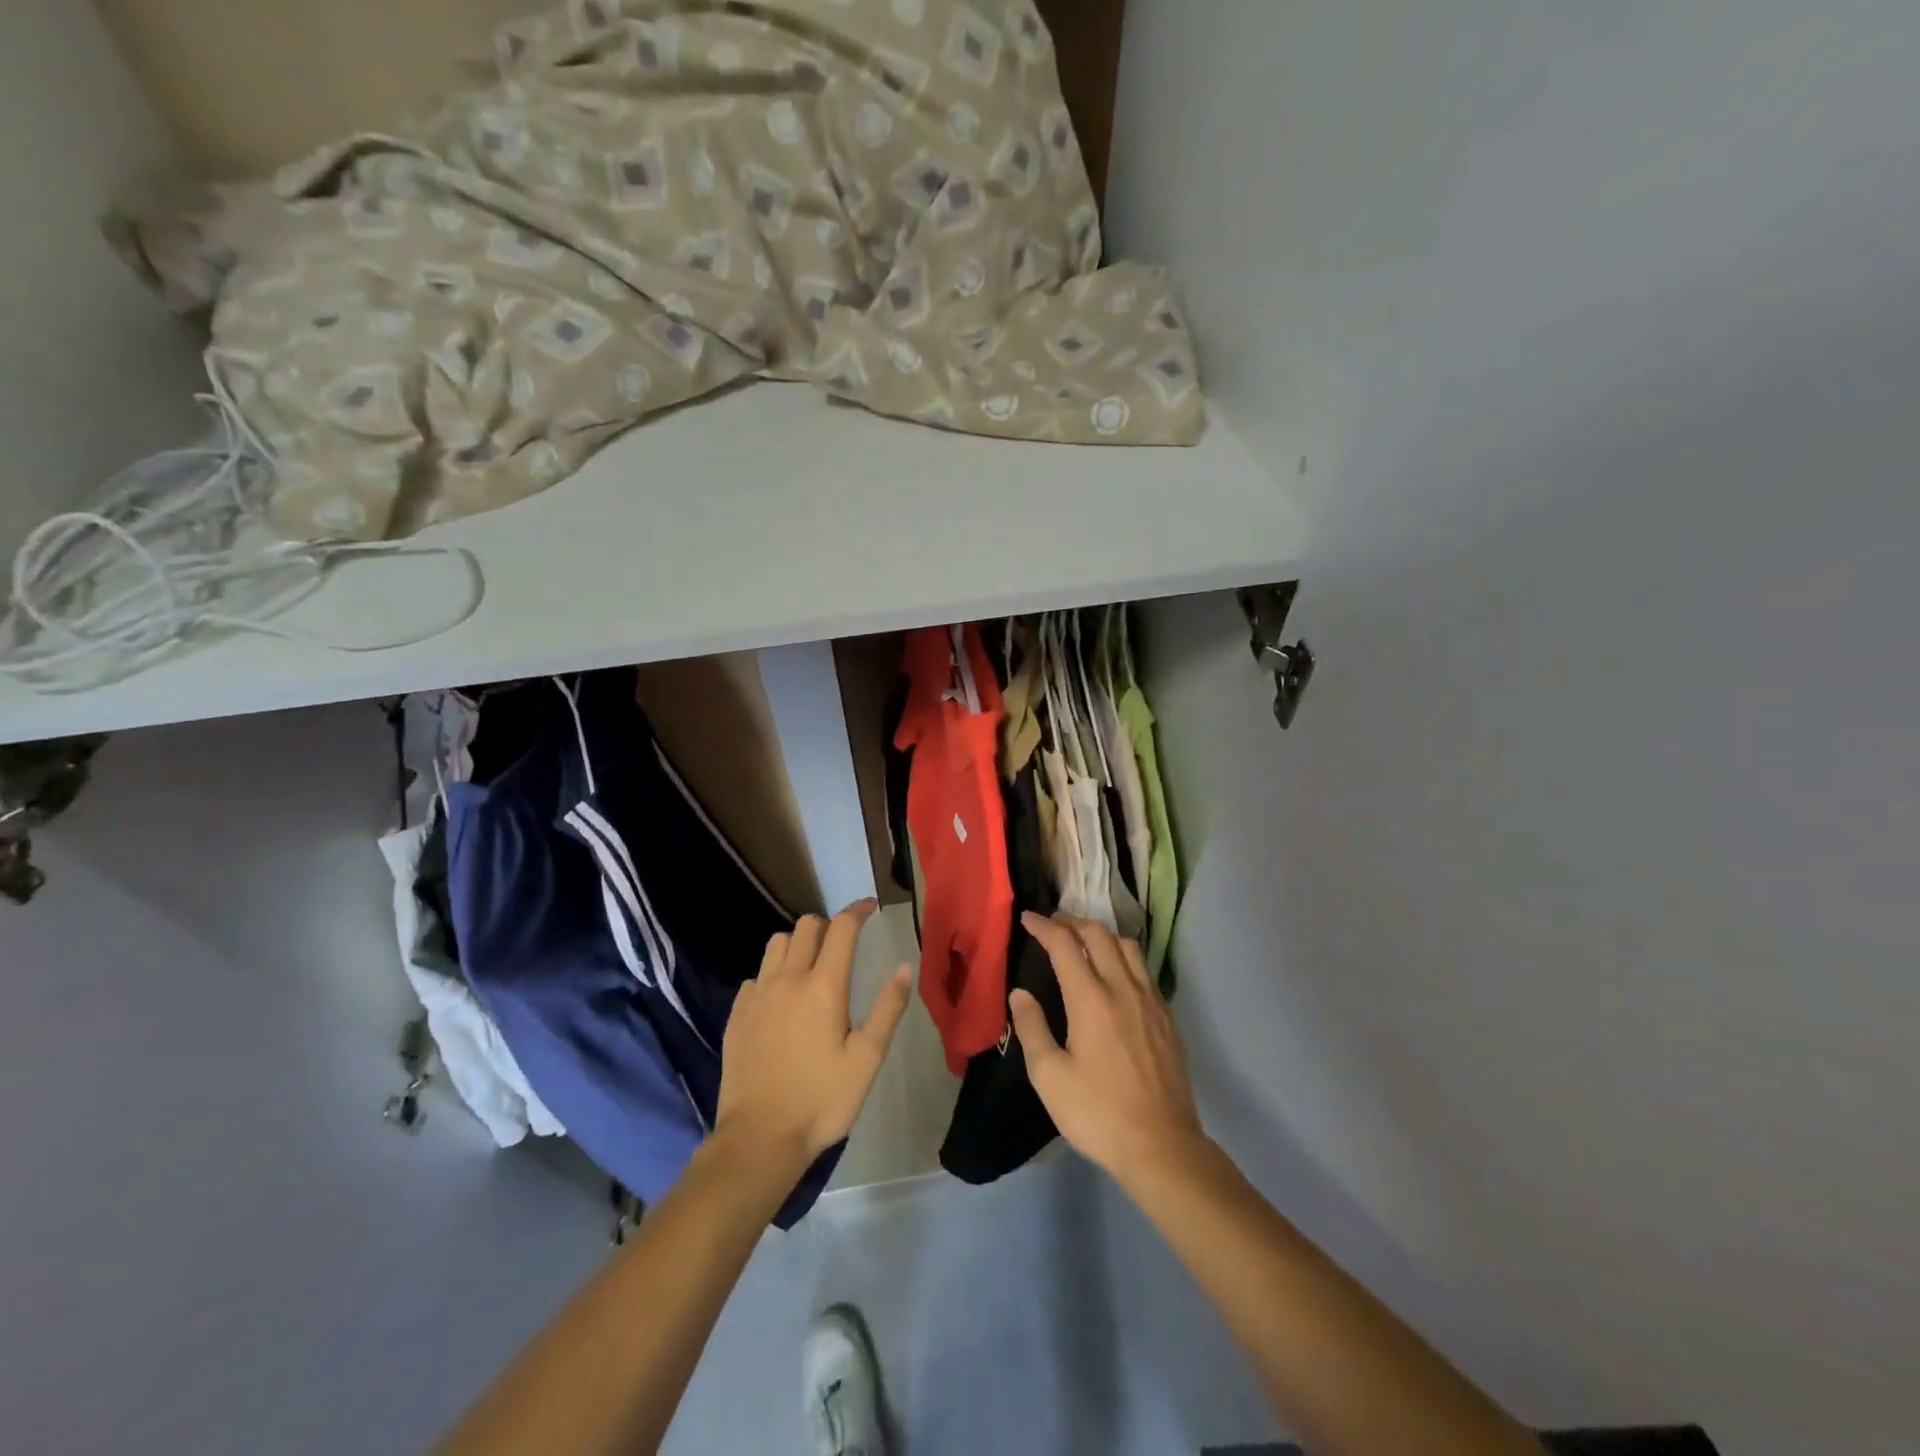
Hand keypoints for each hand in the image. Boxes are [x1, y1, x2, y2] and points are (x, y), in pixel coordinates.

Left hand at [715, 901, 912, 1171]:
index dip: (858, 910)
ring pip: (776, 944)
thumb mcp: (867, 1059)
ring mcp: (757, 995)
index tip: (871, 908)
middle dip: (829, 925)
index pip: (841, 928)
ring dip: (797, 943)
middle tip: (844, 944)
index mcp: (823, 986)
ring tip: (811, 965)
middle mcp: (787, 979)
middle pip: (806, 927)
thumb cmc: (821, 1100)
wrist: (758, 1140)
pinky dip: (772, 974)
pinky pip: (756, 976)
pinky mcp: (737, 1015)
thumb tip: (904, 967)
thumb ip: (887, 1008)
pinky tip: (781, 1000)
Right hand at [1011, 913, 1205, 1182]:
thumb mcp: (1049, 1077)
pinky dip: (1123, 956)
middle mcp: (1123, 988)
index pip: (1064, 944)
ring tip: (1084, 942)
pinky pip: (1143, 970)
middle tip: (1053, 925)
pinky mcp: (1167, 1017)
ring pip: (1127, 946)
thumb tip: (1020, 993)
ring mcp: (1150, 1001)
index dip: (1043, 926)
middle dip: (1072, 922)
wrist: (1162, 1146)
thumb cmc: (1098, 1114)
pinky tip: (1115, 975)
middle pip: (1099, 934)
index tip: (1027, 919)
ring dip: (1102, 935)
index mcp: (1090, 999)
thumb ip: (1032, 1028)